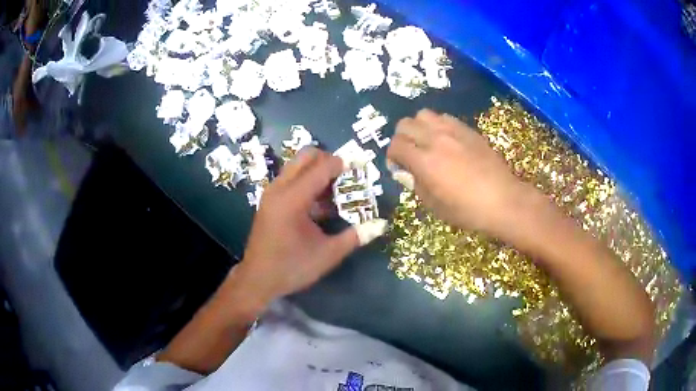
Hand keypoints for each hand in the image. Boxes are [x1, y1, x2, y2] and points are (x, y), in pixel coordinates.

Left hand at [234, 148, 385, 307]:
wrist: (257, 279)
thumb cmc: (292, 267)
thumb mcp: (328, 254)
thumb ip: (355, 236)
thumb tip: (381, 224)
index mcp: (293, 199)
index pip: (321, 167)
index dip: (343, 164)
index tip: (360, 169)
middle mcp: (279, 188)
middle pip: (305, 156)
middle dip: (328, 160)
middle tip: (345, 178)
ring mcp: (271, 192)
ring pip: (296, 165)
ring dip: (316, 171)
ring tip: (334, 192)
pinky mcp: (269, 200)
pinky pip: (290, 178)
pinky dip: (306, 181)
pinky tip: (318, 204)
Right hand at [387, 109, 533, 235]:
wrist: (503, 200)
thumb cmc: (467, 210)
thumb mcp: (434, 205)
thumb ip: (416, 184)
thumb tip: (410, 172)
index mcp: (424, 161)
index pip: (395, 145)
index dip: (392, 155)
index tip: (398, 166)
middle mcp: (435, 139)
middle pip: (405, 124)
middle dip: (401, 138)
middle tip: (409, 153)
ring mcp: (453, 131)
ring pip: (423, 114)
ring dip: (419, 127)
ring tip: (427, 142)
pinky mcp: (468, 129)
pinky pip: (444, 117)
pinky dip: (437, 125)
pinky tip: (446, 140)